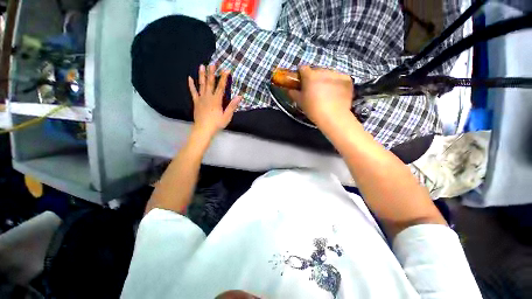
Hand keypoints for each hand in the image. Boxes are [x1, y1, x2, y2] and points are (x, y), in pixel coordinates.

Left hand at [188, 64, 241, 137]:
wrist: (203, 129)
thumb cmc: (217, 123)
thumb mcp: (227, 116)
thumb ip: (232, 106)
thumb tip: (240, 96)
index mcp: (216, 100)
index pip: (221, 86)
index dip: (224, 78)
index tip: (226, 69)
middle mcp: (208, 96)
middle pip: (210, 83)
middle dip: (212, 72)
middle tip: (212, 63)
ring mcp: (201, 98)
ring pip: (201, 85)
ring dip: (202, 75)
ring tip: (201, 66)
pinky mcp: (196, 102)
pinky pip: (193, 92)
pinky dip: (191, 85)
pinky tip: (189, 78)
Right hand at [287, 66, 353, 124]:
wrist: (334, 116)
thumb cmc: (313, 109)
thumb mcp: (300, 102)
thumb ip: (294, 93)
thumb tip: (290, 89)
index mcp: (310, 76)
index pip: (302, 68)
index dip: (301, 74)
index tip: (301, 81)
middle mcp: (323, 71)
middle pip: (316, 71)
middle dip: (314, 78)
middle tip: (314, 89)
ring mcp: (337, 74)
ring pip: (328, 74)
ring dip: (326, 80)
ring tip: (327, 92)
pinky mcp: (347, 79)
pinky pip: (339, 78)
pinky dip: (337, 83)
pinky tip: (336, 93)